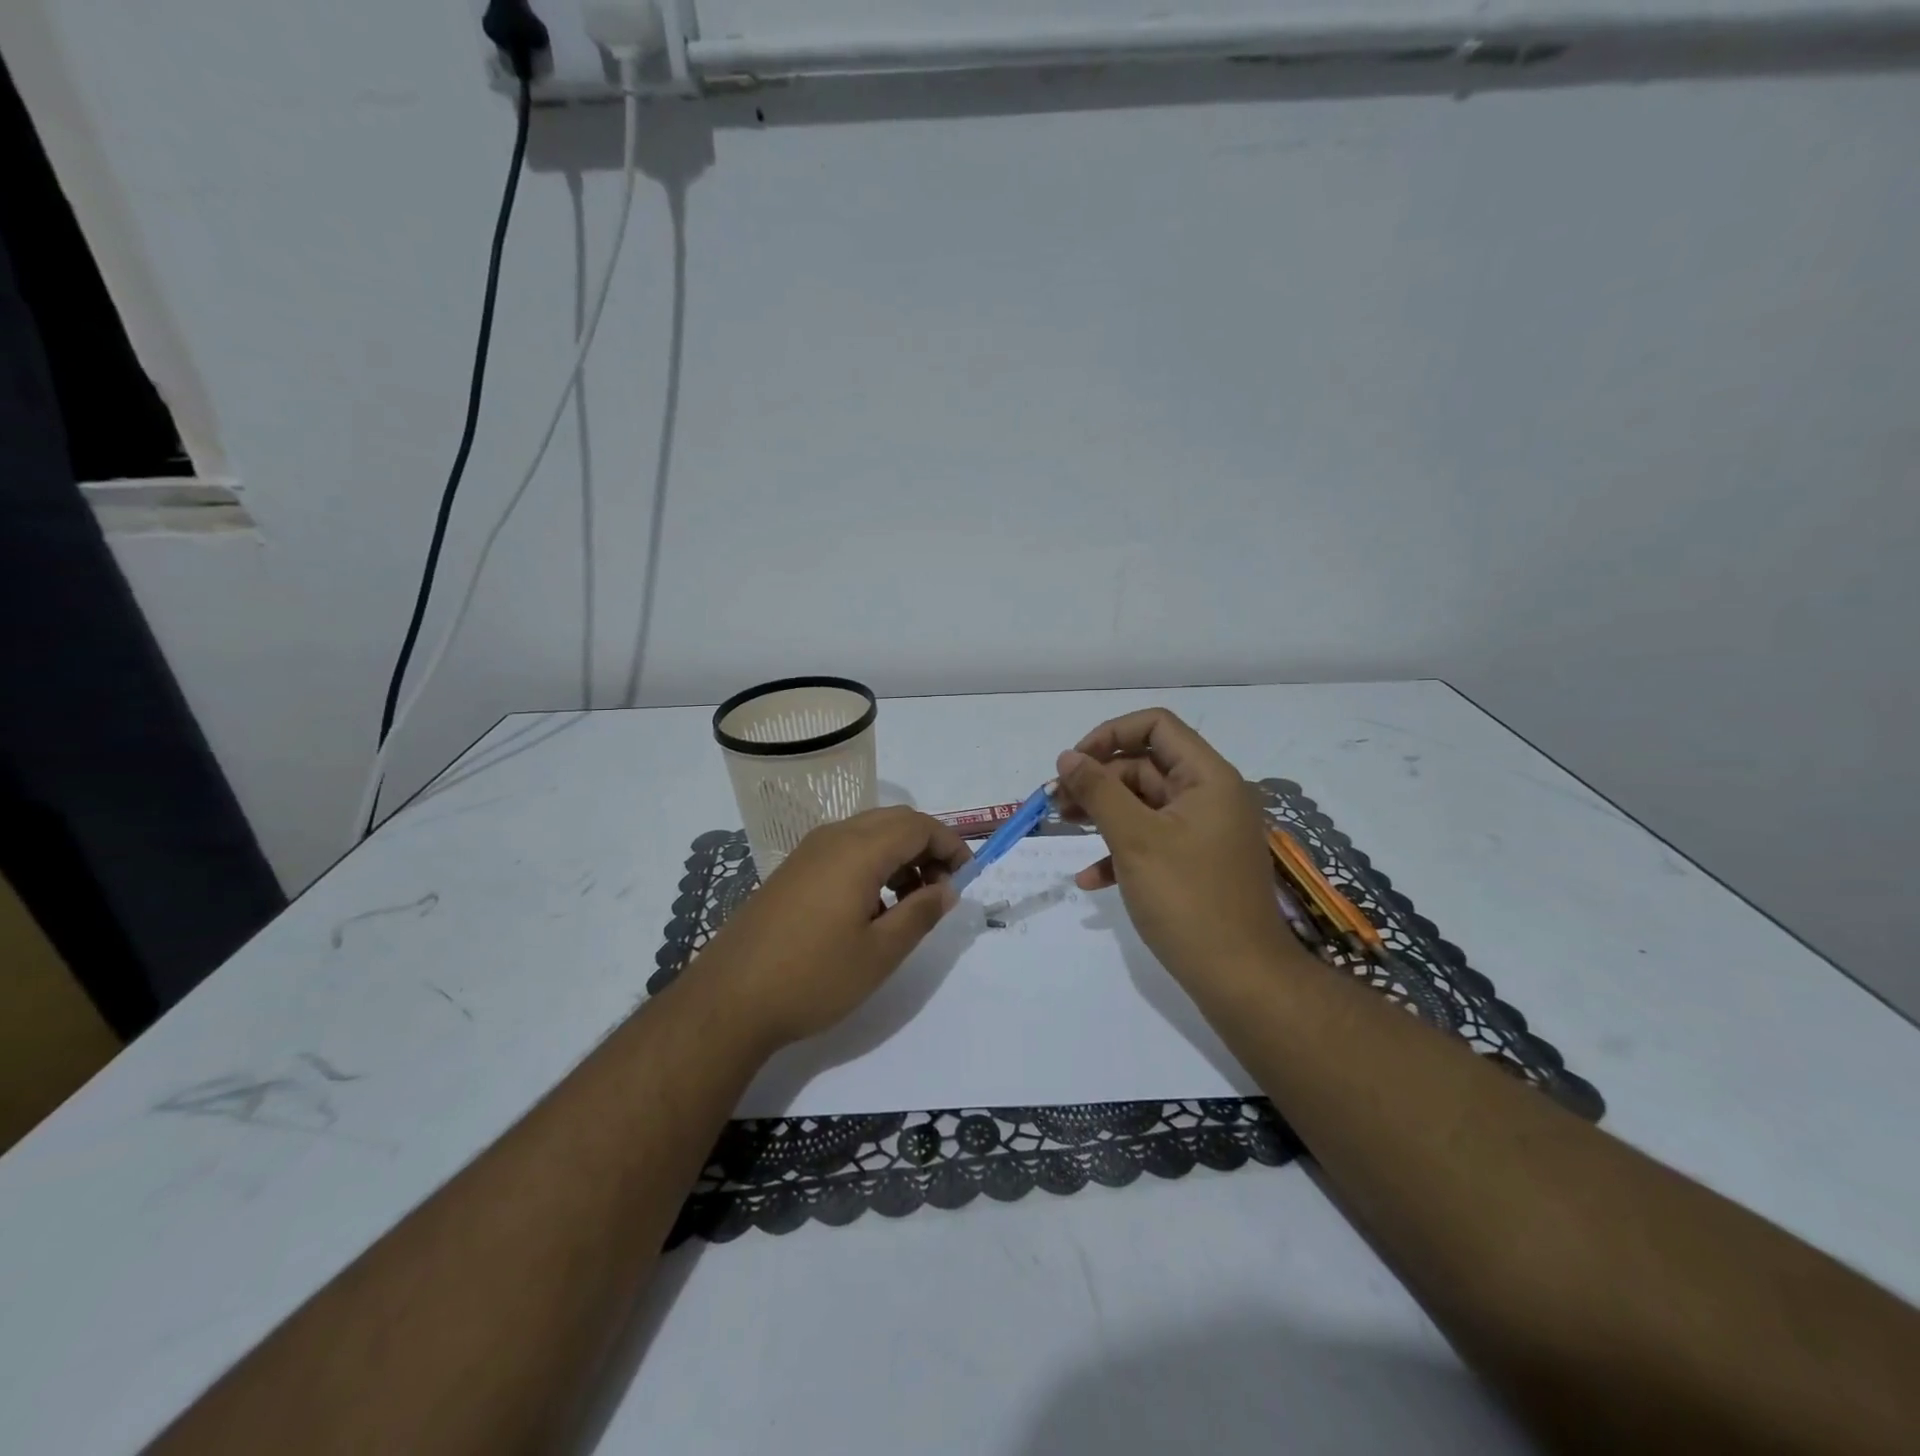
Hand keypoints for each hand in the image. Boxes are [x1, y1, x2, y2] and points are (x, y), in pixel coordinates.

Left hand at [691, 807, 970, 1050]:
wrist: (729, 1000)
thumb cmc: (813, 977)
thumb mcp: (879, 953)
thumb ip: (920, 913)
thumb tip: (946, 888)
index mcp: (858, 850)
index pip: (919, 826)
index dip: (950, 846)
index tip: (966, 878)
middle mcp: (833, 837)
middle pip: (895, 821)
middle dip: (927, 847)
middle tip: (940, 889)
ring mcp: (808, 852)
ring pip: (869, 832)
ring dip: (899, 855)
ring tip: (909, 903)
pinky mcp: (792, 870)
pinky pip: (844, 848)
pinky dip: (872, 863)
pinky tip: (871, 907)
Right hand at [1055, 708, 1293, 986]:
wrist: (1242, 979)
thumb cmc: (1188, 899)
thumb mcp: (1135, 839)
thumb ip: (1098, 791)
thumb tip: (1067, 757)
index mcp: (1207, 778)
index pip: (1156, 726)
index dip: (1110, 734)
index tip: (1073, 763)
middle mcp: (1211, 796)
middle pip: (1146, 766)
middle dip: (1098, 780)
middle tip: (1056, 802)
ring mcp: (1205, 832)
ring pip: (1145, 805)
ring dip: (1103, 813)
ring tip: (1063, 827)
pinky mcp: (1197, 864)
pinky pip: (1154, 841)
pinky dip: (1121, 851)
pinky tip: (1091, 879)